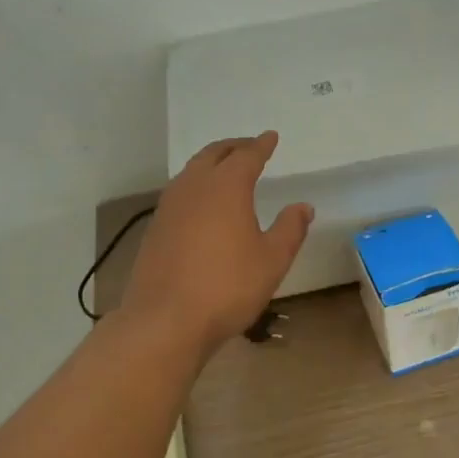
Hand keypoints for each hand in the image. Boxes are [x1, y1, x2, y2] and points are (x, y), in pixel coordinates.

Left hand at [121, 132, 313, 352]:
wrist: (165, 320)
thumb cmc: (227, 286)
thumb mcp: (272, 260)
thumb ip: (290, 229)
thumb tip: (303, 207)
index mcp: (226, 187)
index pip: (246, 156)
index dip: (261, 145)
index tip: (270, 137)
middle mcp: (194, 187)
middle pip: (213, 155)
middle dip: (233, 147)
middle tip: (248, 146)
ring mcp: (169, 207)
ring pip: (191, 171)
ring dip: (210, 163)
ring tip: (224, 169)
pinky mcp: (155, 228)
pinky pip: (179, 192)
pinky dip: (195, 185)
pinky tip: (201, 203)